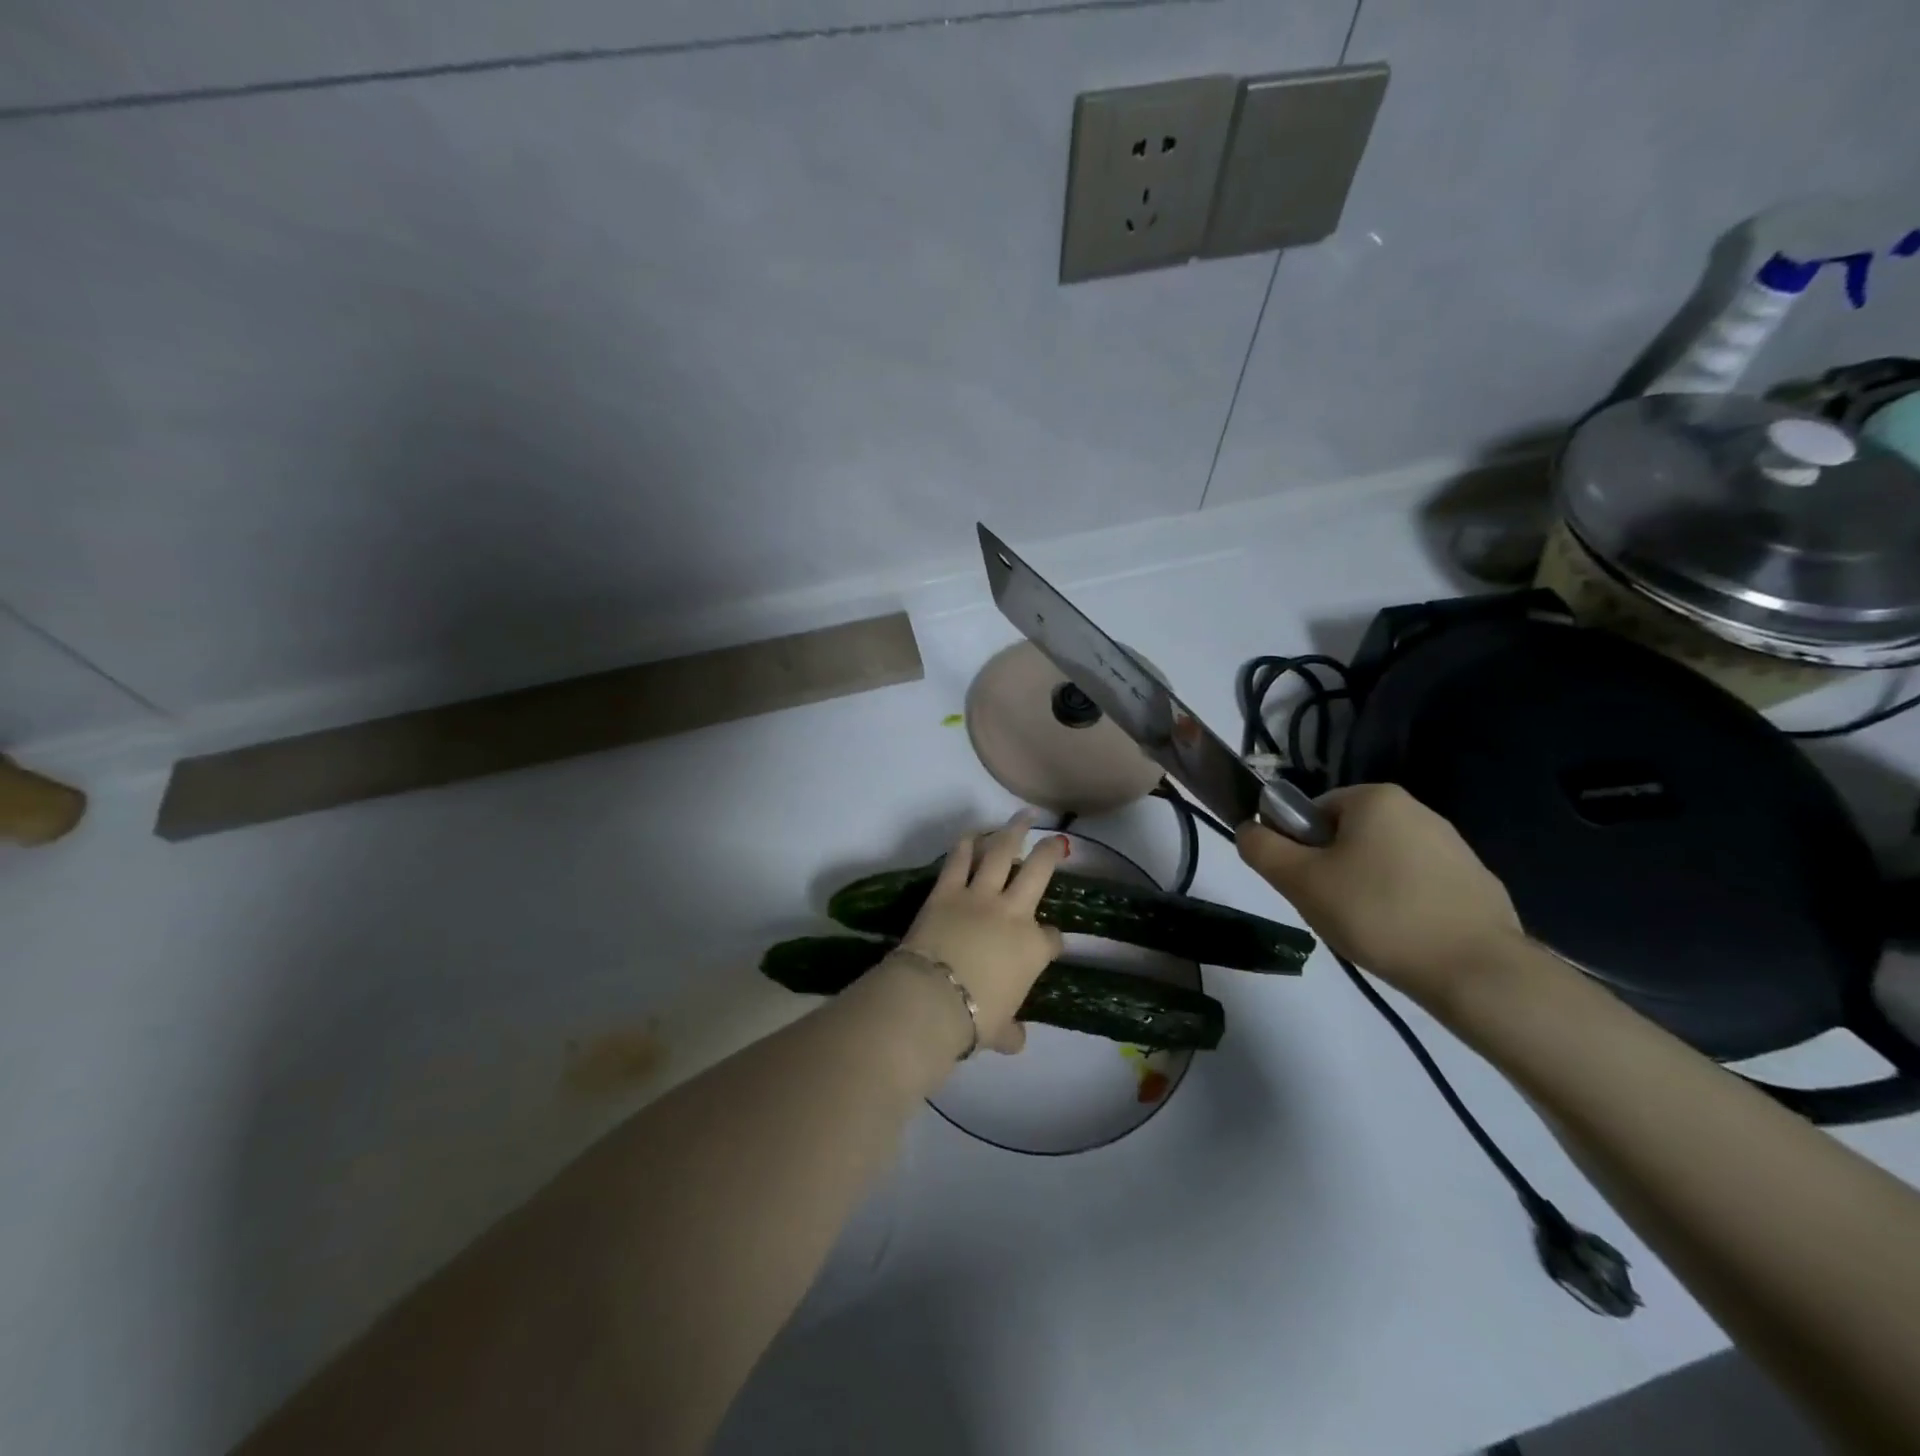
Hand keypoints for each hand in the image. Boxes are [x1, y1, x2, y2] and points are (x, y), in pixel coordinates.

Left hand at [893, 814, 1067, 1053]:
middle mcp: (1012, 913)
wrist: (933, 999)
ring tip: (1022, 817)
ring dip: (1012, 832)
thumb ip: (1012, 1032)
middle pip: (1038, 873)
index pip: (1051, 938)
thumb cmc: (974, 1019)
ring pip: (1001, 853)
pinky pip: (959, 860)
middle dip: (1050, 853)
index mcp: (1032, 948)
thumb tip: (1017, 1040)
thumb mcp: (1000, 1032)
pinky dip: (967, 843)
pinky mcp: (946, 890)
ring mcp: (979, 896)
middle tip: (1057, 840)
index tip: (1048, 943)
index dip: (1051, 940)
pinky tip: (972, 833)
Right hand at [1236, 783, 1522, 1008]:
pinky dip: (1402, 906)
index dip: (1299, 849)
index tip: (1308, 886)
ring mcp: (1453, 846)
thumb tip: (1249, 830)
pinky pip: (1417, 886)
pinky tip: (1404, 938)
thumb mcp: (1299, 881)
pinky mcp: (1475, 882)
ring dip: (1366, 890)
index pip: (1312, 813)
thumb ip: (1261, 848)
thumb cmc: (1377, 914)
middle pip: (1346, 836)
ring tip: (1370, 930)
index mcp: (1375, 798)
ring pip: (1381, 863)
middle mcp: (1417, 809)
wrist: (1477, 971)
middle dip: (1332, 871)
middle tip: (1333, 911)